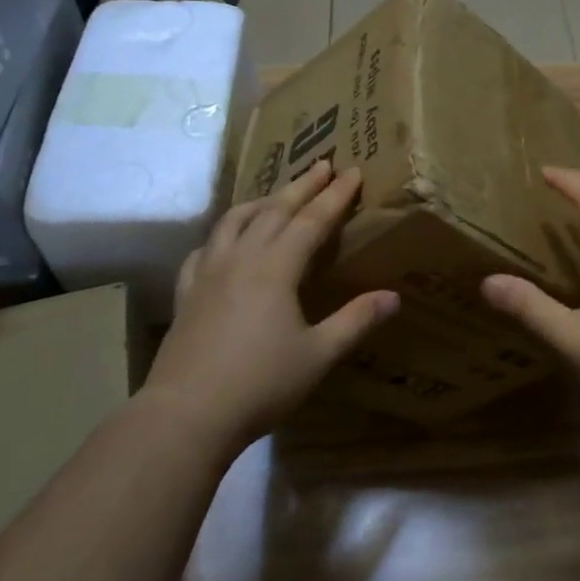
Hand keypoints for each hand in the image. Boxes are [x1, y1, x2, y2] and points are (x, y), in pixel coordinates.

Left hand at [146, 161, 397, 452]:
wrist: (185, 416)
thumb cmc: (260, 384)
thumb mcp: (318, 355)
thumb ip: (356, 321)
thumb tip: (394, 297)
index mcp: (276, 268)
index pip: (312, 220)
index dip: (335, 196)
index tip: (353, 172)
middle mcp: (241, 258)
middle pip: (274, 210)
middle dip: (302, 185)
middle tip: (322, 164)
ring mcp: (208, 273)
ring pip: (235, 221)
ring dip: (261, 201)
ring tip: (278, 194)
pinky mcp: (186, 293)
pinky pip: (204, 249)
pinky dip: (222, 234)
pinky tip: (226, 241)